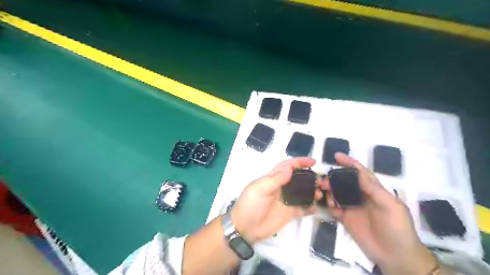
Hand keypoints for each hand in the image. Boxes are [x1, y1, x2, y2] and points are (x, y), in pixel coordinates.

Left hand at [231, 157, 321, 242]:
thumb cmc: (250, 205)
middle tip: (321, 181)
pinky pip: (302, 208)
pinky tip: (316, 208)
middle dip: (310, 177)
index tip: (313, 162)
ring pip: (302, 192)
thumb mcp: (260, 189)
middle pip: (298, 178)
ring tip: (320, 194)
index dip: (299, 162)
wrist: (245, 228)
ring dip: (312, 191)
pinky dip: (310, 207)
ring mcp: (286, 200)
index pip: (287, 166)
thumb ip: (276, 179)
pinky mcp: (289, 212)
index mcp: (272, 178)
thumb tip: (290, 167)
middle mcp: (281, 187)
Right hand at [320, 153, 437, 274]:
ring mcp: (352, 207)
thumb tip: (357, 172)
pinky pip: (334, 208)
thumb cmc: (397, 227)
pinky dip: (328, 204)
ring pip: (337, 193)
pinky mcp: (346, 218)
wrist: (395, 256)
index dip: (349, 163)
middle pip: (345, 181)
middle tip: (323, 177)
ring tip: (321, 188)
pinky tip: (327, 203)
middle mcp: (361, 196)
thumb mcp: (389, 205)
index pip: (360, 172)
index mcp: (373, 190)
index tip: (336, 156)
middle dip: (334, 176)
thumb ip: (373, 188)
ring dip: (329, 189)